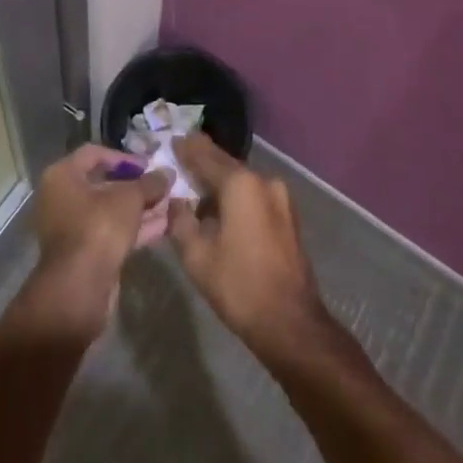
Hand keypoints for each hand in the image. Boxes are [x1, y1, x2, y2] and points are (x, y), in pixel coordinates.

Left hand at [26, 144, 172, 338]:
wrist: (79, 288)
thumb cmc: (98, 227)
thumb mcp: (129, 198)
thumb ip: (149, 183)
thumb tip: (168, 173)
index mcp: (63, 176)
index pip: (94, 154)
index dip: (124, 157)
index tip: (149, 164)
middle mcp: (62, 198)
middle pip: (104, 184)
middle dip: (137, 186)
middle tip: (163, 185)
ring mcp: (72, 228)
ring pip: (111, 211)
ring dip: (140, 208)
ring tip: (171, 204)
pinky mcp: (85, 253)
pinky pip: (112, 232)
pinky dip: (135, 228)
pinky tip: (164, 226)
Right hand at [167, 135, 330, 361]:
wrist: (290, 323)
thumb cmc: (239, 286)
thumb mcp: (197, 256)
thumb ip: (181, 221)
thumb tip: (176, 202)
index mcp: (241, 183)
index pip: (206, 156)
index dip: (186, 148)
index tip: (171, 140)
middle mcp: (263, 180)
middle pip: (226, 165)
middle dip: (203, 162)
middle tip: (180, 158)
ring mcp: (280, 197)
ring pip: (241, 181)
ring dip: (219, 182)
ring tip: (196, 187)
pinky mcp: (288, 215)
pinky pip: (254, 195)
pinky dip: (236, 196)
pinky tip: (220, 208)